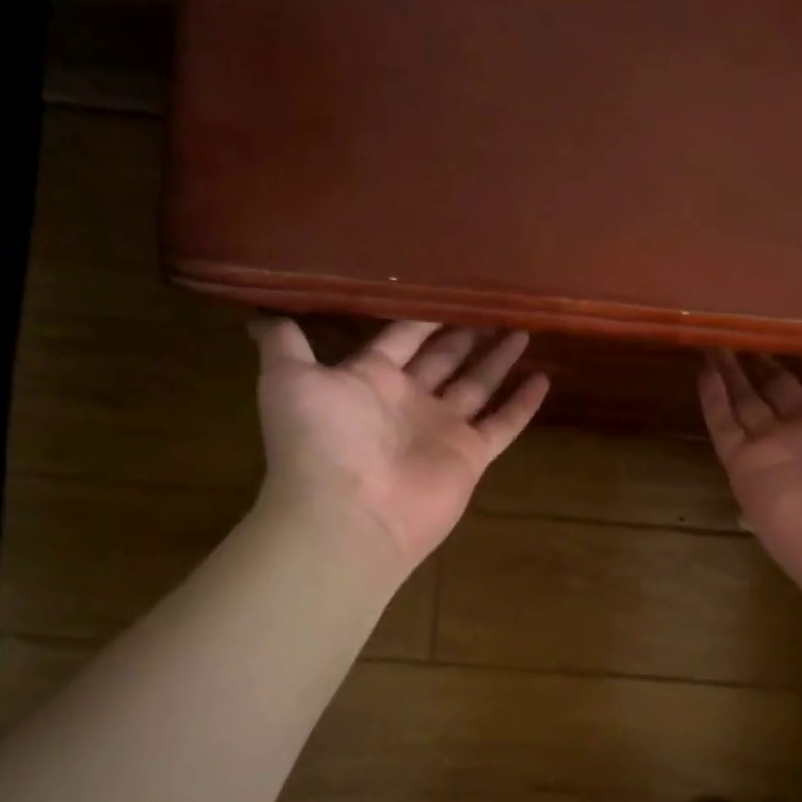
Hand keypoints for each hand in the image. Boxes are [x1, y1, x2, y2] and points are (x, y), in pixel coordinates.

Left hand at [251, 317, 548, 574]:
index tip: (446, 288)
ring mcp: (442, 430)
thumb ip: (284, 344)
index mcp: (370, 380)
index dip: (422, 315)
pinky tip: (544, 378)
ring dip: (498, 360)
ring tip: (522, 329)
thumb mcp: (289, 380)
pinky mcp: (470, 456)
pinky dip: (523, 404)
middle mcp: (409, 402)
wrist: (349, 514)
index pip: (402, 338)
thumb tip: (258, 314)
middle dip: (465, 334)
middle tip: (492, 305)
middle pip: (444, 360)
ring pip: (478, 386)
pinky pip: (503, 425)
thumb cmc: (320, 441)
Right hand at [699, 351, 801, 592]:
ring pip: (745, 403)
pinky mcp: (745, 464)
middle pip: (776, 391)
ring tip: (714, 342)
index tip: (788, 338)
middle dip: (760, 364)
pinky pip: (724, 424)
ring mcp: (772, 449)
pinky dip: (712, 397)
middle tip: (742, 335)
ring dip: (731, 374)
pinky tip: (703, 367)